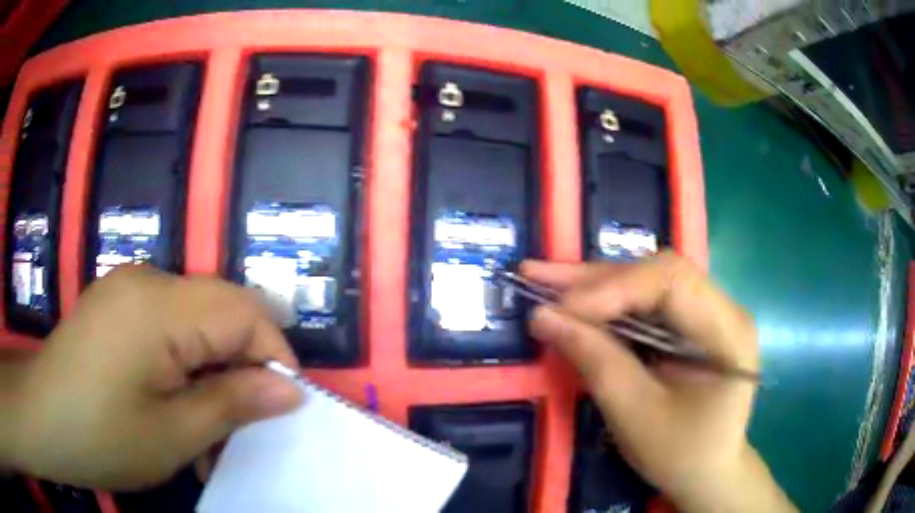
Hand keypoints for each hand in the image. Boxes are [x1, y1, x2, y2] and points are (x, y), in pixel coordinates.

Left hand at [7, 266, 302, 489]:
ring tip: (203, 429)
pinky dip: (182, 364)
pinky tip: (171, 403)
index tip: (283, 405)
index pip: (244, 310)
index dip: (274, 354)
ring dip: (209, 373)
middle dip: (240, 368)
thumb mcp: (174, 434)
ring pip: (194, 322)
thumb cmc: (102, 435)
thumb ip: (234, 404)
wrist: (43, 418)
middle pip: (220, 311)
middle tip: (239, 427)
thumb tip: (291, 388)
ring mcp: (127, 288)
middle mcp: (146, 280)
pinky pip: (166, 324)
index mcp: (160, 305)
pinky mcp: (115, 304)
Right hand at [524, 253, 794, 512]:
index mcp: (727, 331)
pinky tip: (573, 298)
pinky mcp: (689, 323)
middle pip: (657, 273)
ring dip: (594, 284)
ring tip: (543, 280)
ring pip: (647, 281)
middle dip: (595, 279)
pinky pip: (645, 300)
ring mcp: (708, 312)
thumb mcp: (635, 416)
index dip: (613, 287)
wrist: (709, 471)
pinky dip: (606, 301)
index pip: (672, 282)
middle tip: (537, 277)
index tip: (560, 309)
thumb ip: (596, 361)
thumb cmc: (680, 455)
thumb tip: (543, 316)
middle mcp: (723, 308)